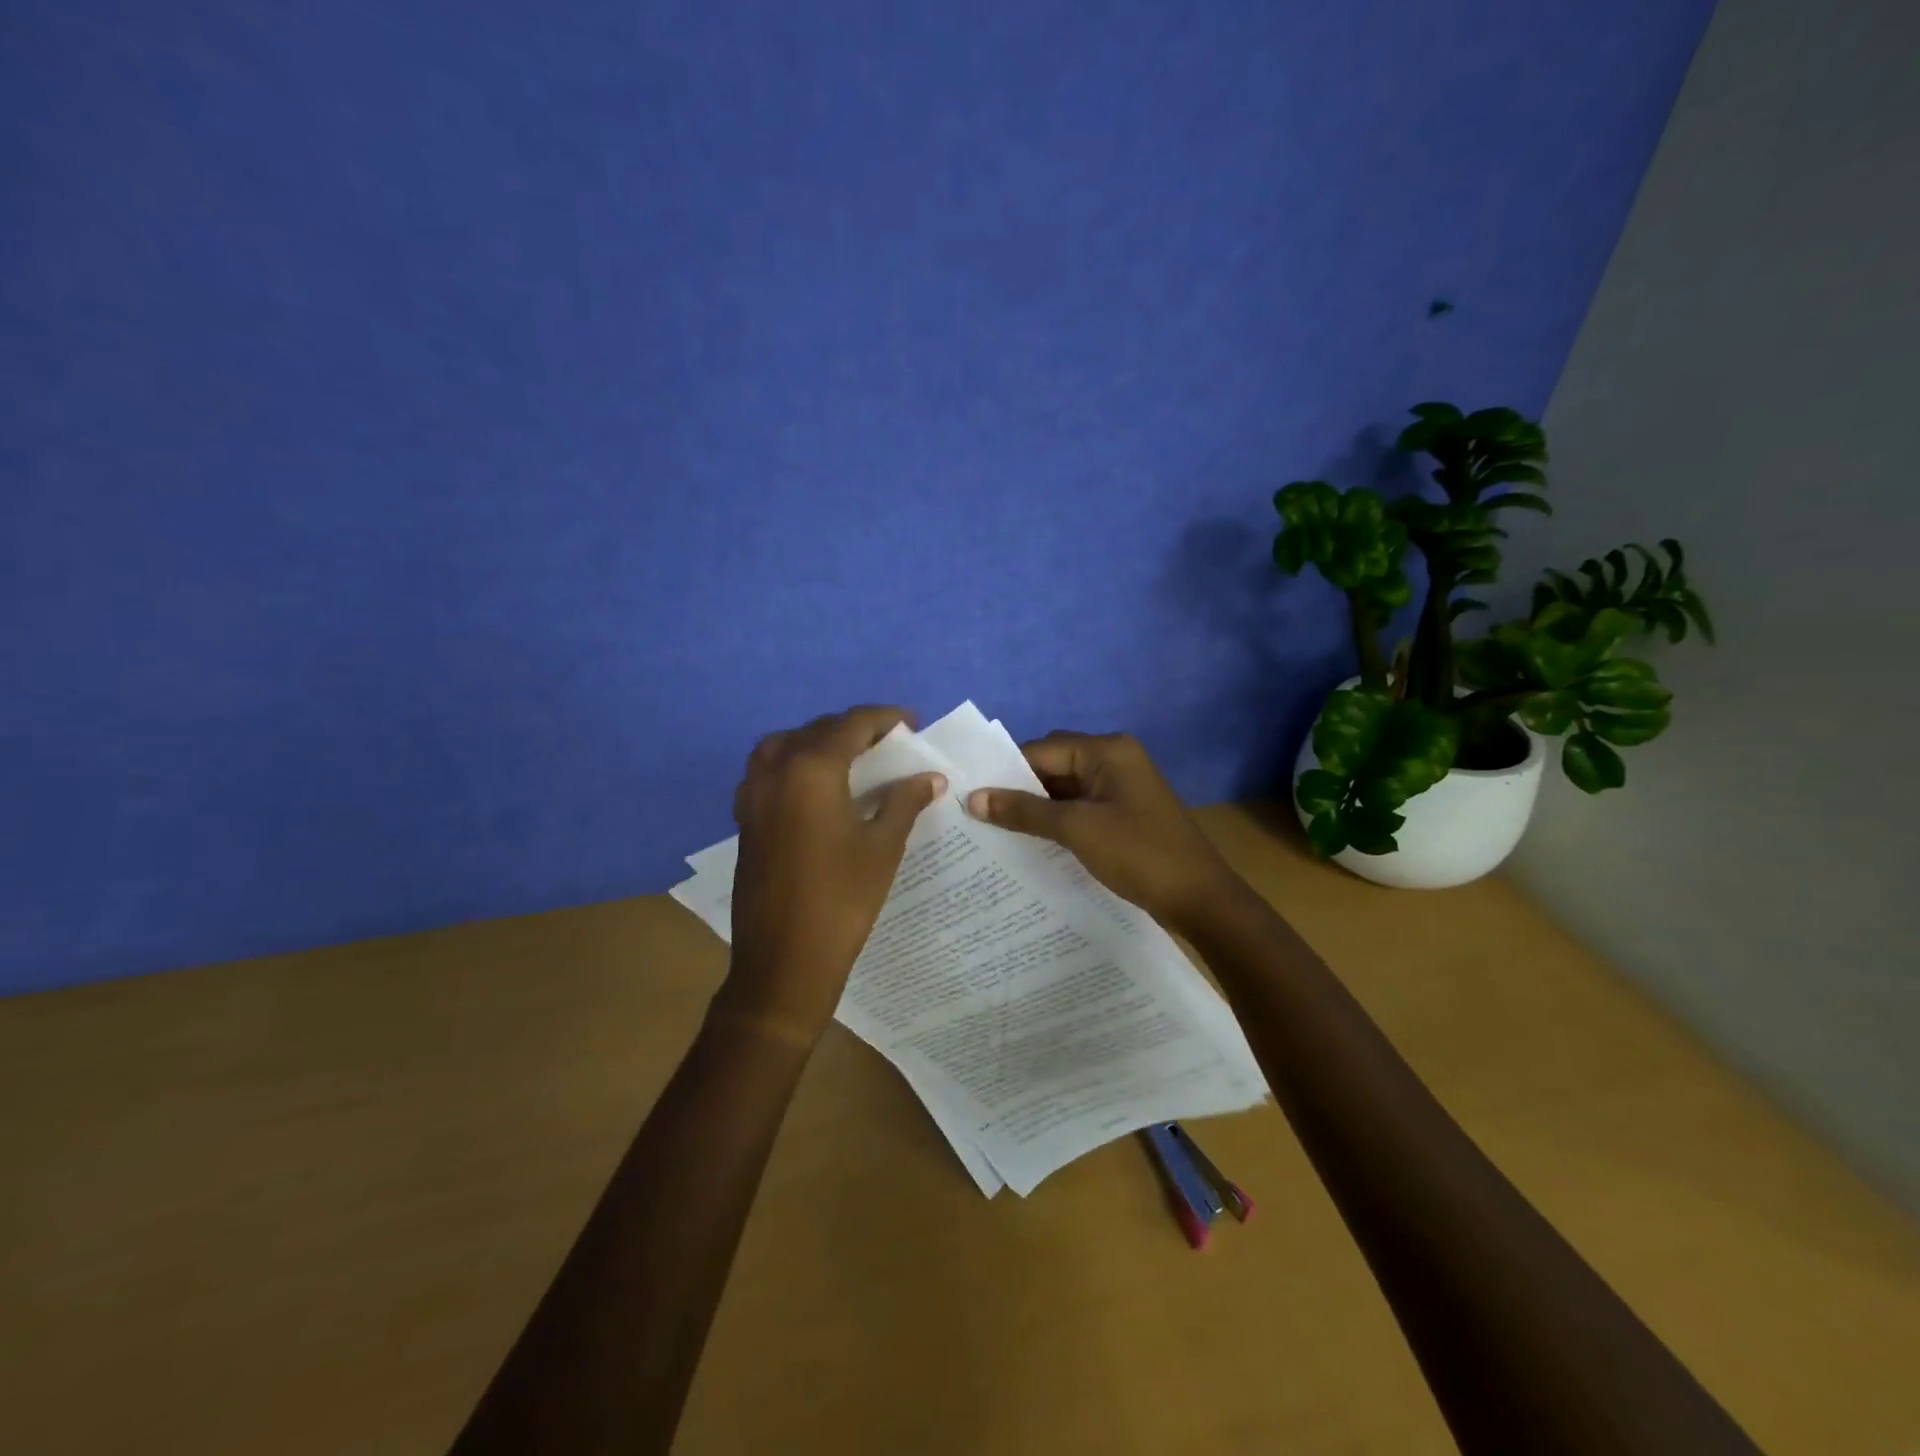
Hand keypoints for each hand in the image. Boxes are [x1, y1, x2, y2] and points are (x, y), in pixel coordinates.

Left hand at [722, 706, 945, 1043]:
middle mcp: (776, 771)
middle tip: (888, 743)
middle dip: (853, 728)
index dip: (883, 718)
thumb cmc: (842, 900)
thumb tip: (931, 778)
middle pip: (817, 730)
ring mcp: (753, 795)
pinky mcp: (744, 818)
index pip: (850, 724)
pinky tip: (815, 788)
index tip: (911, 723)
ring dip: (817, 741)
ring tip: (849, 758)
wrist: (785, 960)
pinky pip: (767, 770)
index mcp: (812, 770)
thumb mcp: (882, 847)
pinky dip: (793, 763)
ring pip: (785, 745)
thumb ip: (904, 802)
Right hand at [965, 731, 1248, 937]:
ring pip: (1065, 788)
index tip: (969, 795)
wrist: (1201, 899)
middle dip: (1019, 788)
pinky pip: (1080, 806)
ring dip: (1036, 806)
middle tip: (978, 813)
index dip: (1005, 771)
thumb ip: (1023, 810)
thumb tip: (972, 798)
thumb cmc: (1139, 854)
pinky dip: (1056, 820)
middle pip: (1053, 764)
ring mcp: (1121, 787)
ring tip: (994, 829)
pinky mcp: (1124, 812)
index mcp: (1107, 750)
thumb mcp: (1077, 829)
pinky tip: (1030, 840)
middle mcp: (1115, 759)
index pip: (1042, 749)